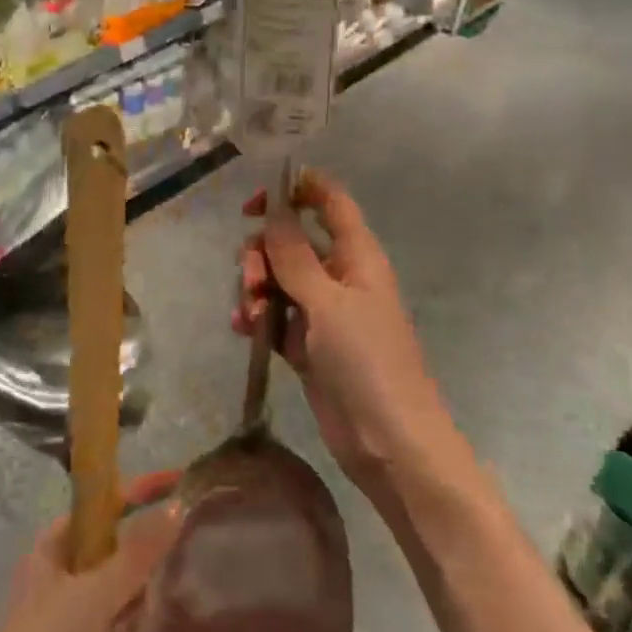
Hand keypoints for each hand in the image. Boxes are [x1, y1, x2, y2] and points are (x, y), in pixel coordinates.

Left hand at [0, 469, 184, 631]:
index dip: (136, 492)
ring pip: (118, 598)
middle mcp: (54, 579)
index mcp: (48, 550)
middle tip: (139, 600)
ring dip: (127, 620)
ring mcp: (63, 621)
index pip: (100, 507)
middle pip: (114, 555)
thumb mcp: (97, 593)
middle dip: (134, 579)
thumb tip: (177, 506)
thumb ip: (139, 551)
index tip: (176, 482)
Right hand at [234, 171, 452, 493]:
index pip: (330, 201)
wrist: (389, 442)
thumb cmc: (367, 362)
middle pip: (292, 241)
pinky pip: (274, 316)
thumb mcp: (327, 303)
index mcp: (356, 255)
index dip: (297, 189)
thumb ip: (295, 255)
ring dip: (255, 287)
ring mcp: (323, 312)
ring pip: (278, 279)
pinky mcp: (307, 345)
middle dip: (263, 252)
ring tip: (248, 315)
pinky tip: (242, 329)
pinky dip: (256, 317)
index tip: (257, 200)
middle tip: (251, 279)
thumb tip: (274, 208)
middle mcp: (339, 276)